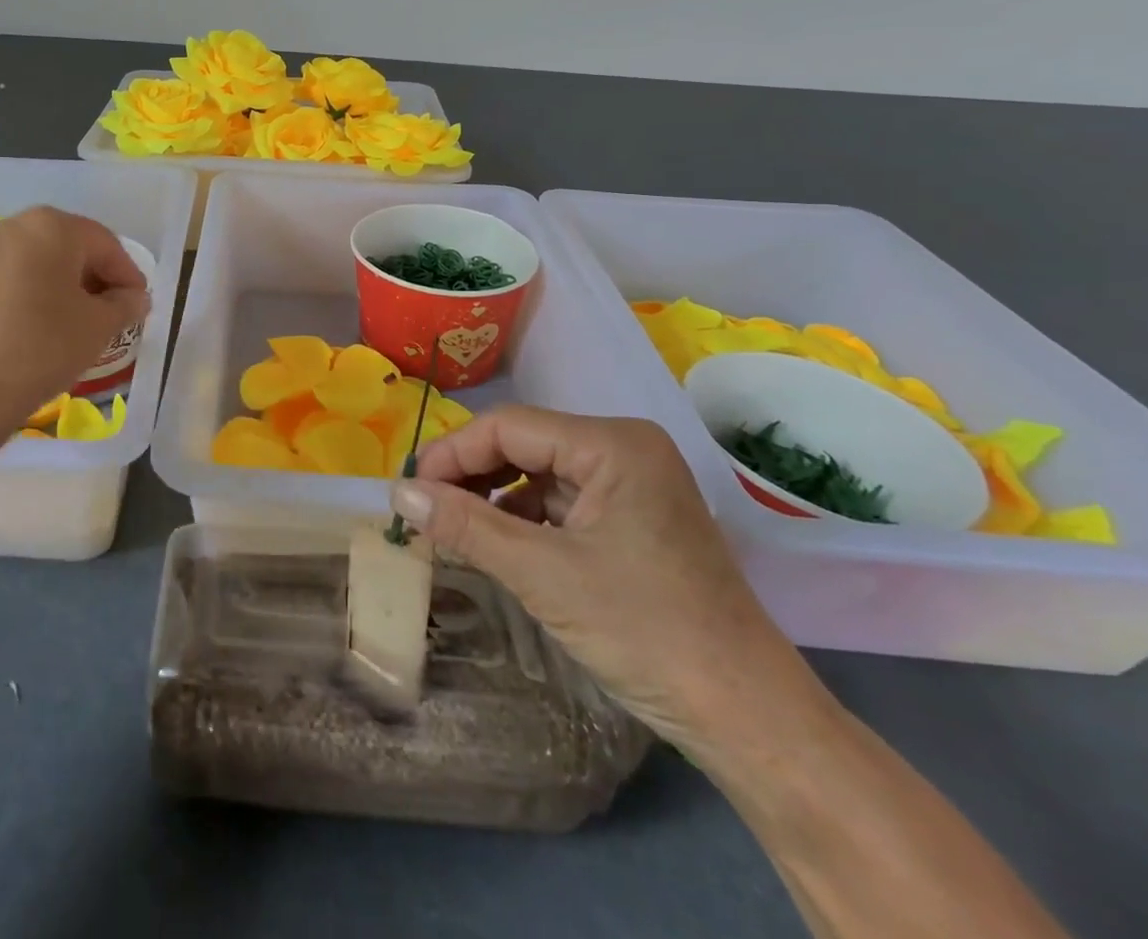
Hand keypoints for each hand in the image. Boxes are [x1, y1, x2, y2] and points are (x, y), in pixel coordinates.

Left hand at [0, 207, 150, 429]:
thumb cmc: (44, 346)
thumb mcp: (99, 326)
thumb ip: (125, 304)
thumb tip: (135, 298)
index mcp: (52, 226)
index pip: (105, 244)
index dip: (128, 274)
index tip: (139, 303)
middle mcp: (14, 226)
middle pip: (69, 247)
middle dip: (94, 277)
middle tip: (112, 311)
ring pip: (37, 262)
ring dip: (62, 285)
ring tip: (76, 322)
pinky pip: (10, 279)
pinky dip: (31, 295)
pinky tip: (38, 327)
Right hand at [391, 405, 821, 759]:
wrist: (750, 720)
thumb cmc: (646, 633)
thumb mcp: (542, 575)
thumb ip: (465, 526)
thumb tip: (397, 493)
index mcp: (613, 444)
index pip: (508, 426)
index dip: (451, 454)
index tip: (407, 490)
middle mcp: (624, 449)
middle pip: (523, 444)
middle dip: (469, 475)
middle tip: (423, 510)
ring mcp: (632, 484)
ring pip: (537, 473)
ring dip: (491, 498)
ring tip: (450, 529)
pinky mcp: (632, 519)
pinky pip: (560, 502)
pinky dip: (521, 519)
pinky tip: (495, 543)